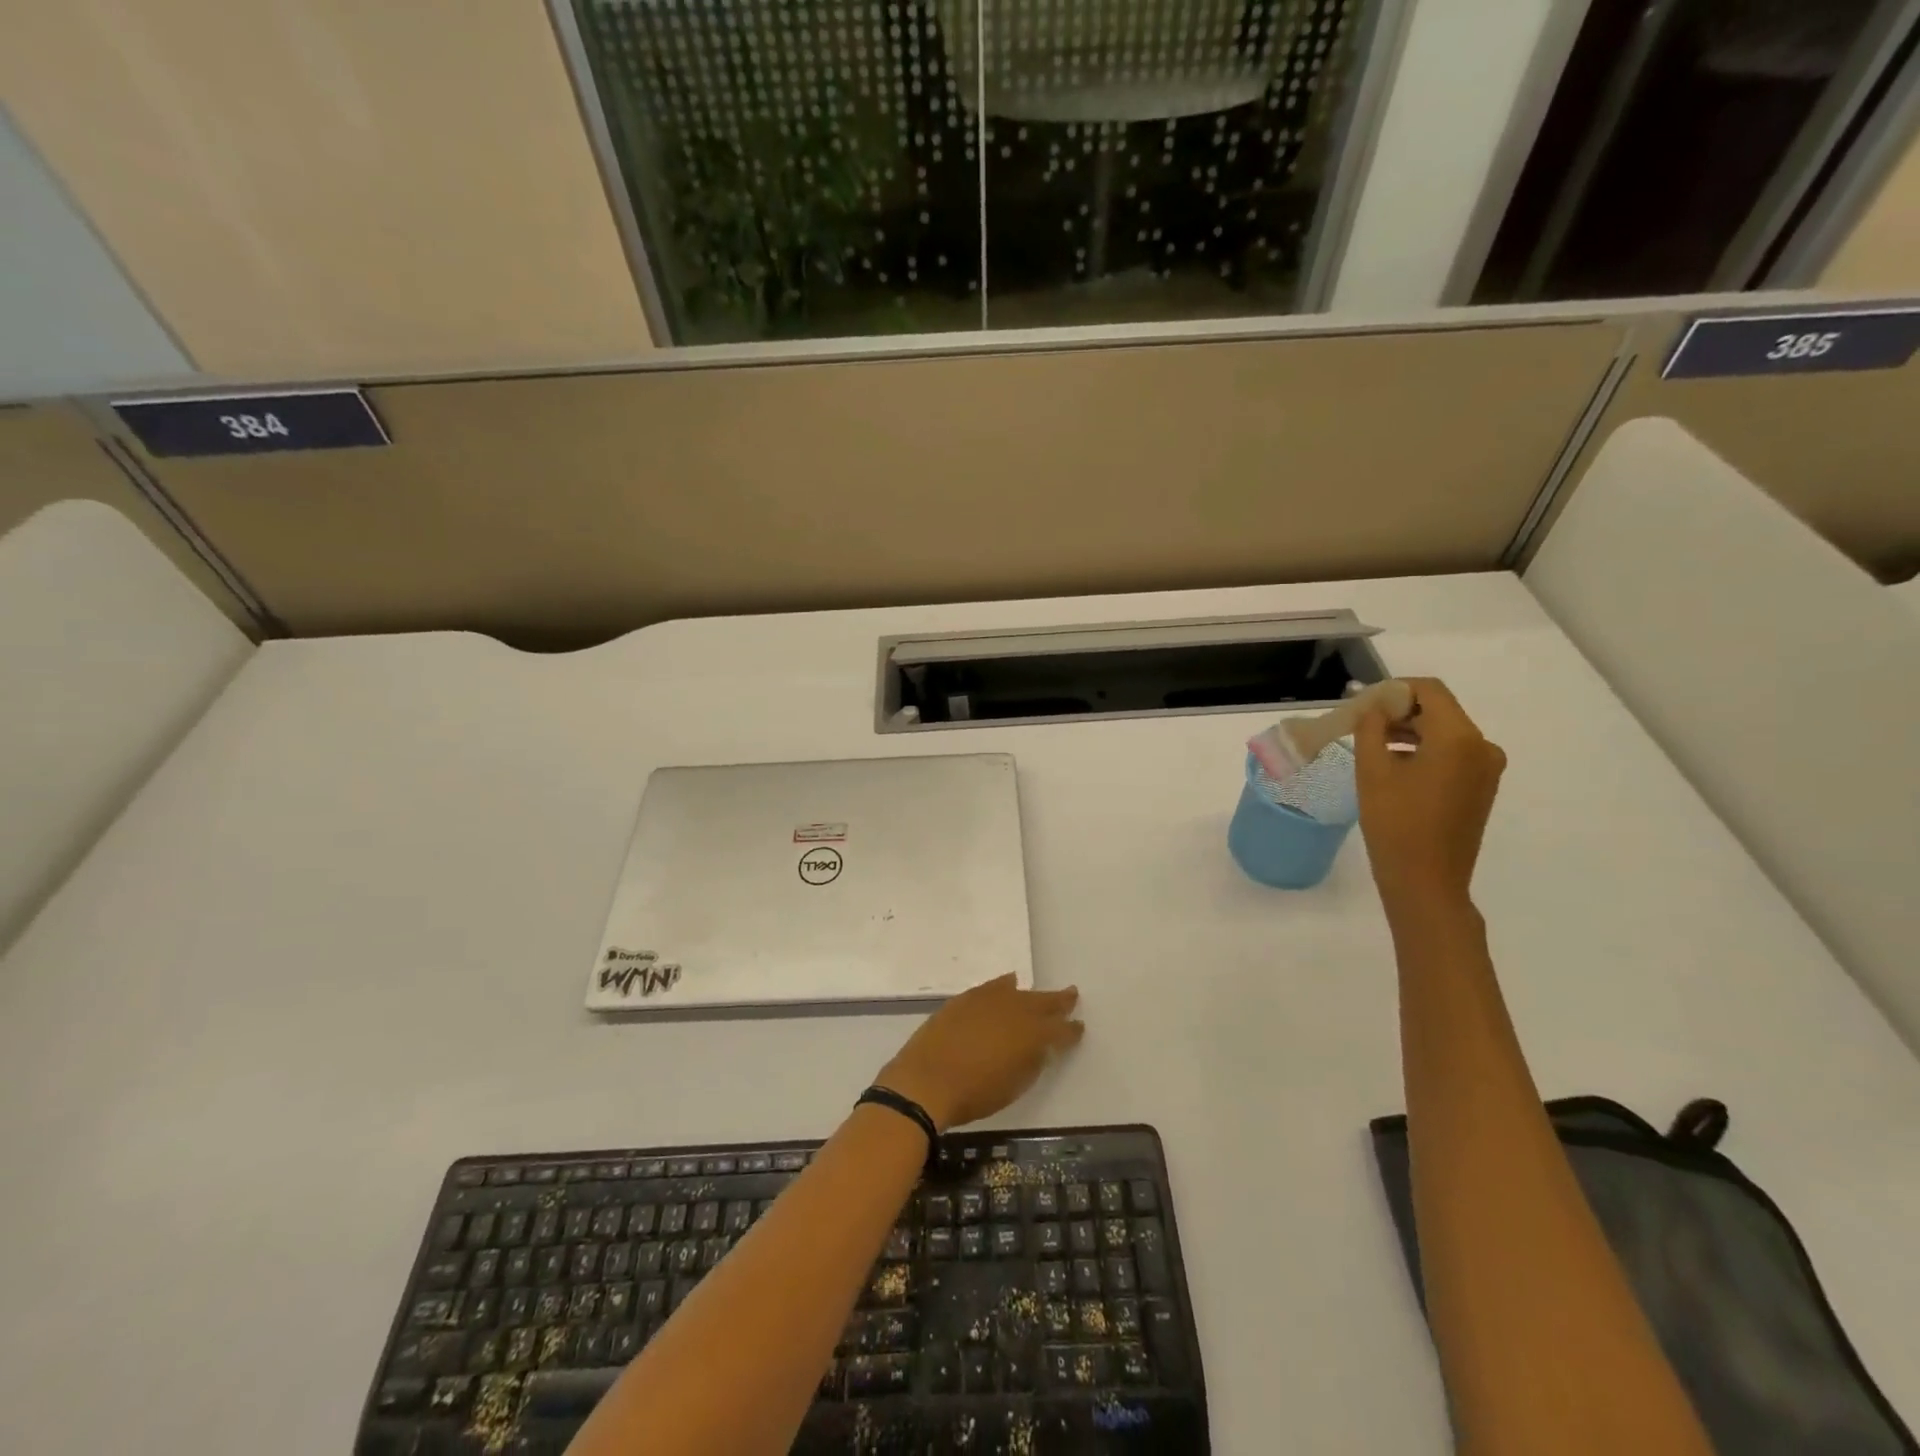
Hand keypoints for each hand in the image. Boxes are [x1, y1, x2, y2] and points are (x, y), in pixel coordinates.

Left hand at [875, 975, 1083, 1132]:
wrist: (927, 1080)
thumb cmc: (975, 1094)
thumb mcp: (1014, 1086)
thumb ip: (1031, 1063)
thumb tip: (1038, 1048)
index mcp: (1033, 1035)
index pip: (1060, 1030)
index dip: (1071, 1031)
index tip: (1079, 1028)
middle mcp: (1016, 1010)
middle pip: (1043, 1002)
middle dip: (1059, 1001)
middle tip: (1071, 995)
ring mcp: (990, 1000)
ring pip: (1019, 992)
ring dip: (1031, 994)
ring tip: (1040, 993)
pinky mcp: (967, 998)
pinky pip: (993, 987)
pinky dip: (1004, 986)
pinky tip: (1007, 983)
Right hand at [1356, 678, 1505, 912]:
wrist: (1426, 882)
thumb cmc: (1395, 823)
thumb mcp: (1373, 771)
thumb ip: (1371, 728)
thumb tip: (1374, 707)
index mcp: (1459, 737)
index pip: (1429, 690)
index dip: (1394, 689)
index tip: (1362, 704)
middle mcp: (1482, 746)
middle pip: (1439, 710)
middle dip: (1399, 711)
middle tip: (1360, 724)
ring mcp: (1486, 769)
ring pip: (1444, 733)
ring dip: (1409, 732)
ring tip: (1372, 747)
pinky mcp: (1481, 788)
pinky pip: (1452, 754)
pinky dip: (1423, 751)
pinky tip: (1394, 769)